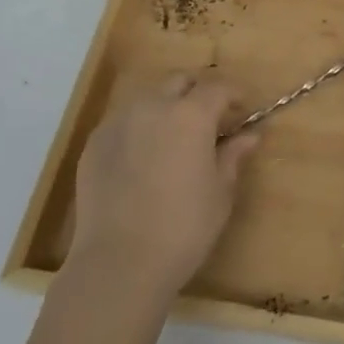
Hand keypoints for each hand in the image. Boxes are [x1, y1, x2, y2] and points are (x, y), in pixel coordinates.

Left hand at [65, 71, 258, 304]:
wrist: (119, 261)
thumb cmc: (184, 227)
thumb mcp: (221, 192)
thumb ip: (234, 156)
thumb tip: (250, 135)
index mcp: (191, 115)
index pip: (218, 87)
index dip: (235, 95)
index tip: (244, 111)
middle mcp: (152, 107)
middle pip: (179, 81)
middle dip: (198, 92)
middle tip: (212, 119)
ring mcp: (118, 123)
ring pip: (148, 98)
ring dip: (167, 106)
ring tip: (176, 137)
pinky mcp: (94, 144)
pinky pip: (124, 122)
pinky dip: (141, 127)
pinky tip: (146, 157)